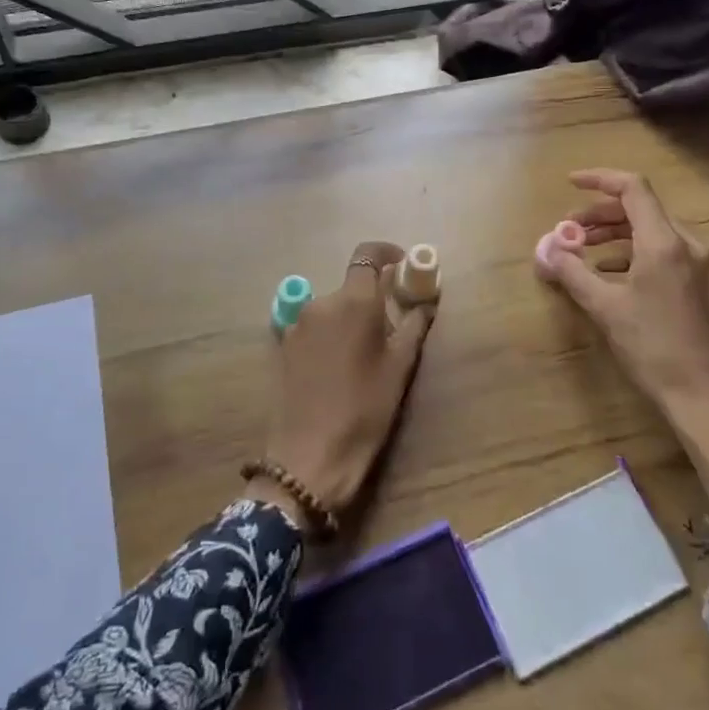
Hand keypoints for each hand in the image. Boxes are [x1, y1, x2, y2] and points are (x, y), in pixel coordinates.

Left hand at [253, 241, 435, 529]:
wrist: (309, 455)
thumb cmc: (364, 409)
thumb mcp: (399, 368)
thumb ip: (413, 326)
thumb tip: (425, 303)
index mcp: (353, 301)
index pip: (367, 255)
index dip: (386, 253)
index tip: (403, 266)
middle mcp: (321, 302)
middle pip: (351, 285)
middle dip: (373, 297)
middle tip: (393, 325)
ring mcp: (297, 324)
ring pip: (332, 307)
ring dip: (350, 317)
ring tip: (366, 353)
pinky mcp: (284, 346)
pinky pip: (314, 327)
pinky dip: (331, 334)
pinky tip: (339, 367)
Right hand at [544, 169, 708, 525]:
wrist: (707, 395)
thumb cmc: (653, 348)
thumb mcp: (605, 308)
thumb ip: (572, 272)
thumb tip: (546, 250)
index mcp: (663, 243)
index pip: (633, 189)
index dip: (599, 179)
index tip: (570, 183)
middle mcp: (686, 244)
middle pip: (641, 208)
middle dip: (601, 213)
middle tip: (569, 228)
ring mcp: (699, 264)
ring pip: (653, 230)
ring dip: (616, 232)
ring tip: (584, 248)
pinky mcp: (702, 283)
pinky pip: (664, 251)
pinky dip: (633, 250)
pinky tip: (612, 272)